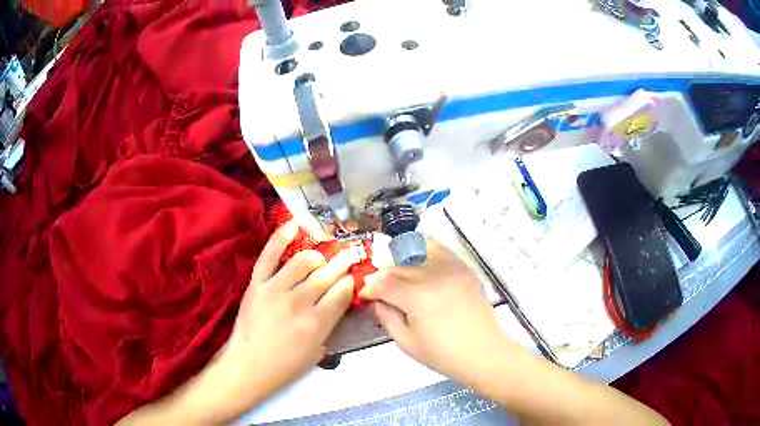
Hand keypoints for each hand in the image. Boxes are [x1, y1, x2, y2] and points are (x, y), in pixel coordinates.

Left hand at [222, 220, 358, 405]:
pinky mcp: (257, 284)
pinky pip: (269, 255)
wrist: (247, 366)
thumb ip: (330, 324)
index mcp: (317, 323)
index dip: (349, 283)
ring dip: (317, 257)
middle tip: (349, 256)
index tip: (351, 279)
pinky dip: (280, 237)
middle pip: (327, 275)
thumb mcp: (317, 352)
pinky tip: (293, 225)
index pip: (342, 292)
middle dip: (342, 264)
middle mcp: (299, 302)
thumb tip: (337, 300)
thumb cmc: (285, 365)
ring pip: (303, 261)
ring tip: (321, 259)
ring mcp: (275, 289)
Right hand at [359, 237, 512, 386]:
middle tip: (380, 292)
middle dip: (382, 278)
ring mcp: (451, 268)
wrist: (484, 352)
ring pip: (414, 252)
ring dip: (400, 263)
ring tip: (399, 277)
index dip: (369, 288)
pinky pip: (438, 248)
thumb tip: (375, 299)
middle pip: (396, 266)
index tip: (366, 296)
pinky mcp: (463, 267)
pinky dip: (423, 250)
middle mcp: (433, 275)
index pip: (382, 282)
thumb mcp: (406, 342)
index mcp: (417, 297)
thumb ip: (385, 316)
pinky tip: (418, 261)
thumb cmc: (444, 354)